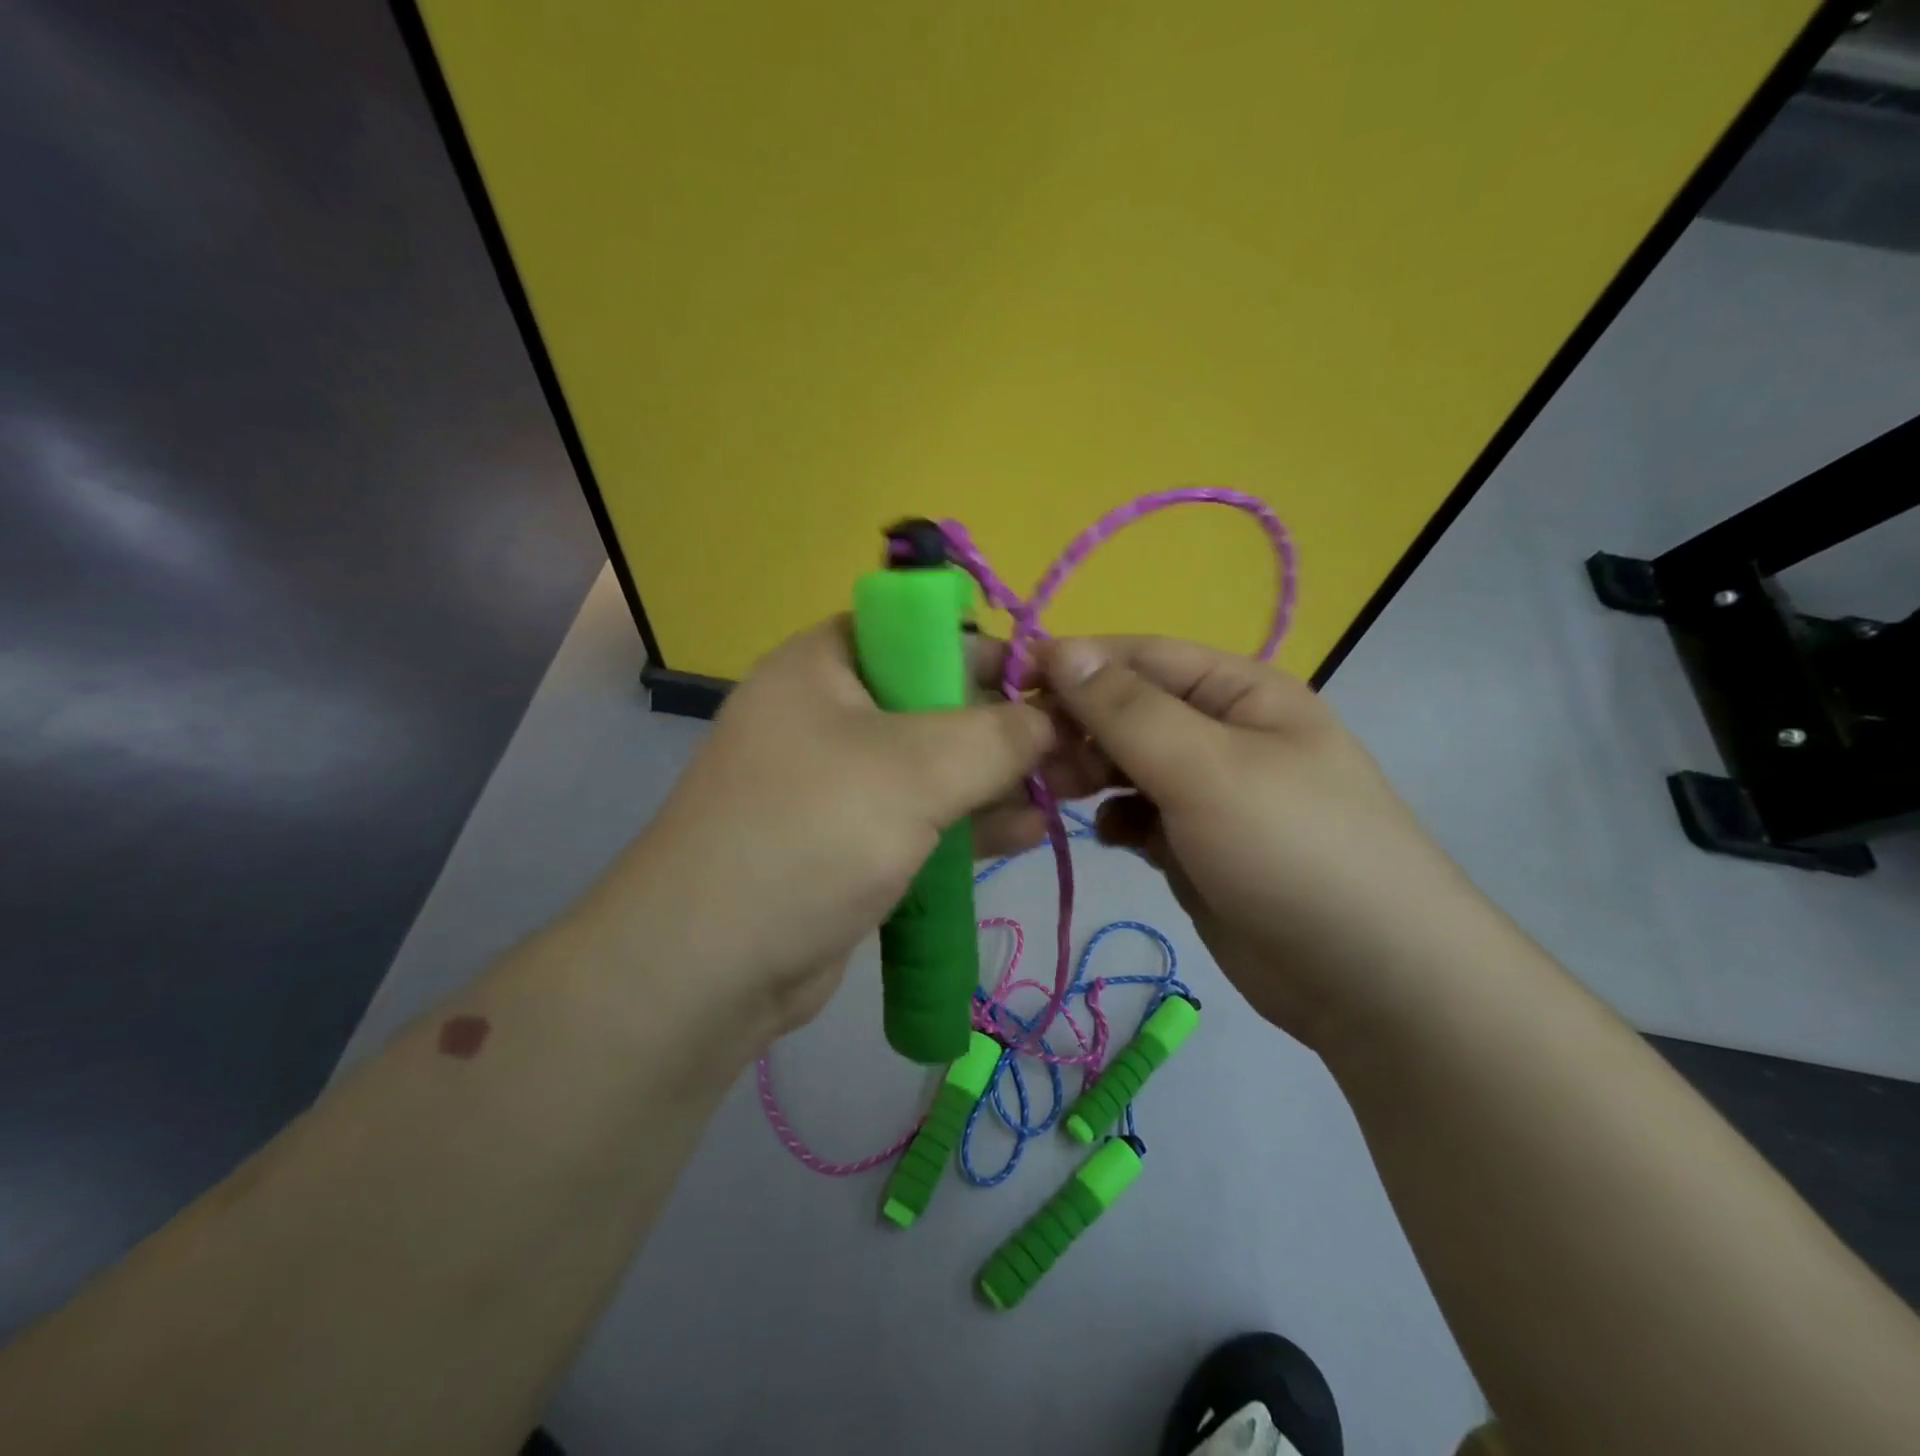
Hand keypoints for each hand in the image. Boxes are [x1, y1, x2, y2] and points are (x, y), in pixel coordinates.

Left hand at [583, 619, 1111, 1049]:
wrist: (711, 966)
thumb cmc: (811, 834)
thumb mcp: (915, 769)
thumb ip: (997, 735)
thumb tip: (1054, 717)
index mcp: (827, 664)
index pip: (924, 633)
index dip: (993, 654)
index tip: (1056, 690)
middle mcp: (830, 713)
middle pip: (938, 702)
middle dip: (1010, 728)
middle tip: (1083, 751)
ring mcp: (839, 782)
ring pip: (936, 766)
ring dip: (1001, 780)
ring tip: (1074, 792)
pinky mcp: (850, 841)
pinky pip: (922, 817)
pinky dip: (971, 823)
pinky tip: (1030, 832)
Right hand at [1041, 637, 1499, 1048]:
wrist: (1371, 981)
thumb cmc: (1291, 850)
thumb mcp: (1206, 767)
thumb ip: (1127, 709)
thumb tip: (1060, 649)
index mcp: (1239, 692)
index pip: (1141, 657)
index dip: (1076, 664)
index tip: (1010, 686)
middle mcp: (1223, 733)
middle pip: (1129, 711)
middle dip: (1079, 728)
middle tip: (1031, 760)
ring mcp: (1210, 794)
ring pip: (1129, 765)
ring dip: (1091, 774)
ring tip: (1059, 796)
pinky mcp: (1197, 848)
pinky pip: (1141, 816)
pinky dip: (1118, 820)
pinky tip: (1112, 838)